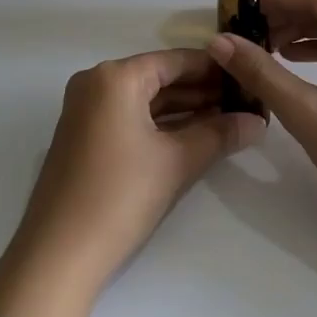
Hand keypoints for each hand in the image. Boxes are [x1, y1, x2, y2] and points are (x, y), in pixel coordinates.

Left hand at [0, 49, 262, 316]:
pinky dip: (162, 126)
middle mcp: (96, 84)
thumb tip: (258, 121)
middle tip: (247, 102)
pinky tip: (196, 137)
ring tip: (230, 120)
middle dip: (203, 91)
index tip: (250, 78)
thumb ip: (220, 134)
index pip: (176, 60)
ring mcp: (86, 112)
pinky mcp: (85, 139)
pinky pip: (131, 119)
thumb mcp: (177, 162)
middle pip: (160, 78)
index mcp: (115, 77)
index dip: (216, 69)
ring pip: (146, 101)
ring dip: (186, 110)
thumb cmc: (120, 196)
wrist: (58, 256)